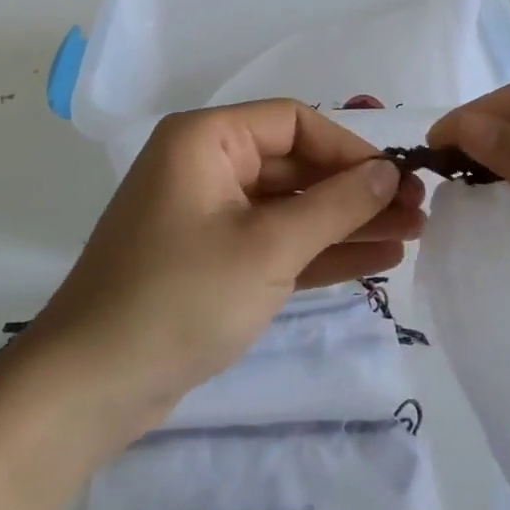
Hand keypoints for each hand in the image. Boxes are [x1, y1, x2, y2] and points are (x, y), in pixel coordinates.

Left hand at [24, 99, 425, 429]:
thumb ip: (335, 205)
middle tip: (418, 212)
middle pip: (297, 165)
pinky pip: (277, 242)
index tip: (395, 179)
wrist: (91, 388)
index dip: (349, 148)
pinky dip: (321, 250)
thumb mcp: (268, 247)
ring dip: (348, 222)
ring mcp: (211, 216)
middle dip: (357, 190)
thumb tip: (388, 172)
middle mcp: (208, 166)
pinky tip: (377, 258)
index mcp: (207, 139)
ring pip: (292, 207)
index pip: (294, 122)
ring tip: (412, 235)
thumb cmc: (180, 298)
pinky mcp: (216, 260)